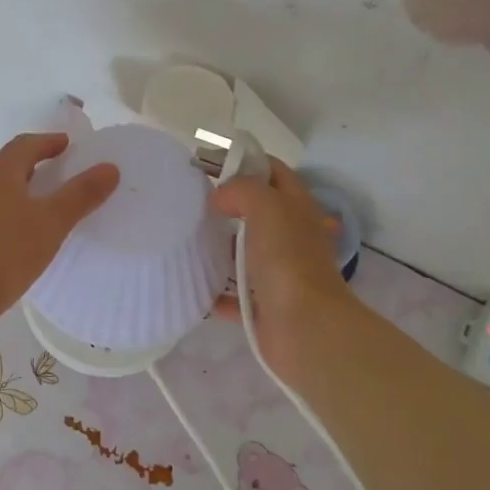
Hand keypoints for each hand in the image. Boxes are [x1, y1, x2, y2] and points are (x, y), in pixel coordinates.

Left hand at [0, 133, 118, 326]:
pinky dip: (10, 207)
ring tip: (45, 201)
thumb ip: (81, 194)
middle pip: (10, 162)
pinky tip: (21, 230)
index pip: (26, 144)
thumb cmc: (6, 252)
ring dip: (22, 186)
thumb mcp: (52, 222)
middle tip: (62, 171)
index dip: (50, 142)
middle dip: (36, 162)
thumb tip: (110, 167)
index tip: (70, 146)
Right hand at [210, 162, 350, 390]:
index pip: (273, 172)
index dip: (246, 162)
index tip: (210, 165)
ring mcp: (279, 273)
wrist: (305, 328)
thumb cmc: (287, 259)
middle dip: (226, 206)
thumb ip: (241, 189)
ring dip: (218, 248)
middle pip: (257, 212)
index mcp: (297, 209)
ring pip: (244, 253)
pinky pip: (233, 294)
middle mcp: (291, 237)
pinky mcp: (264, 305)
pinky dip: (215, 291)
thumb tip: (220, 198)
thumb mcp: (266, 206)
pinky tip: (192, 283)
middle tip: (191, 202)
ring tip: (185, 239)